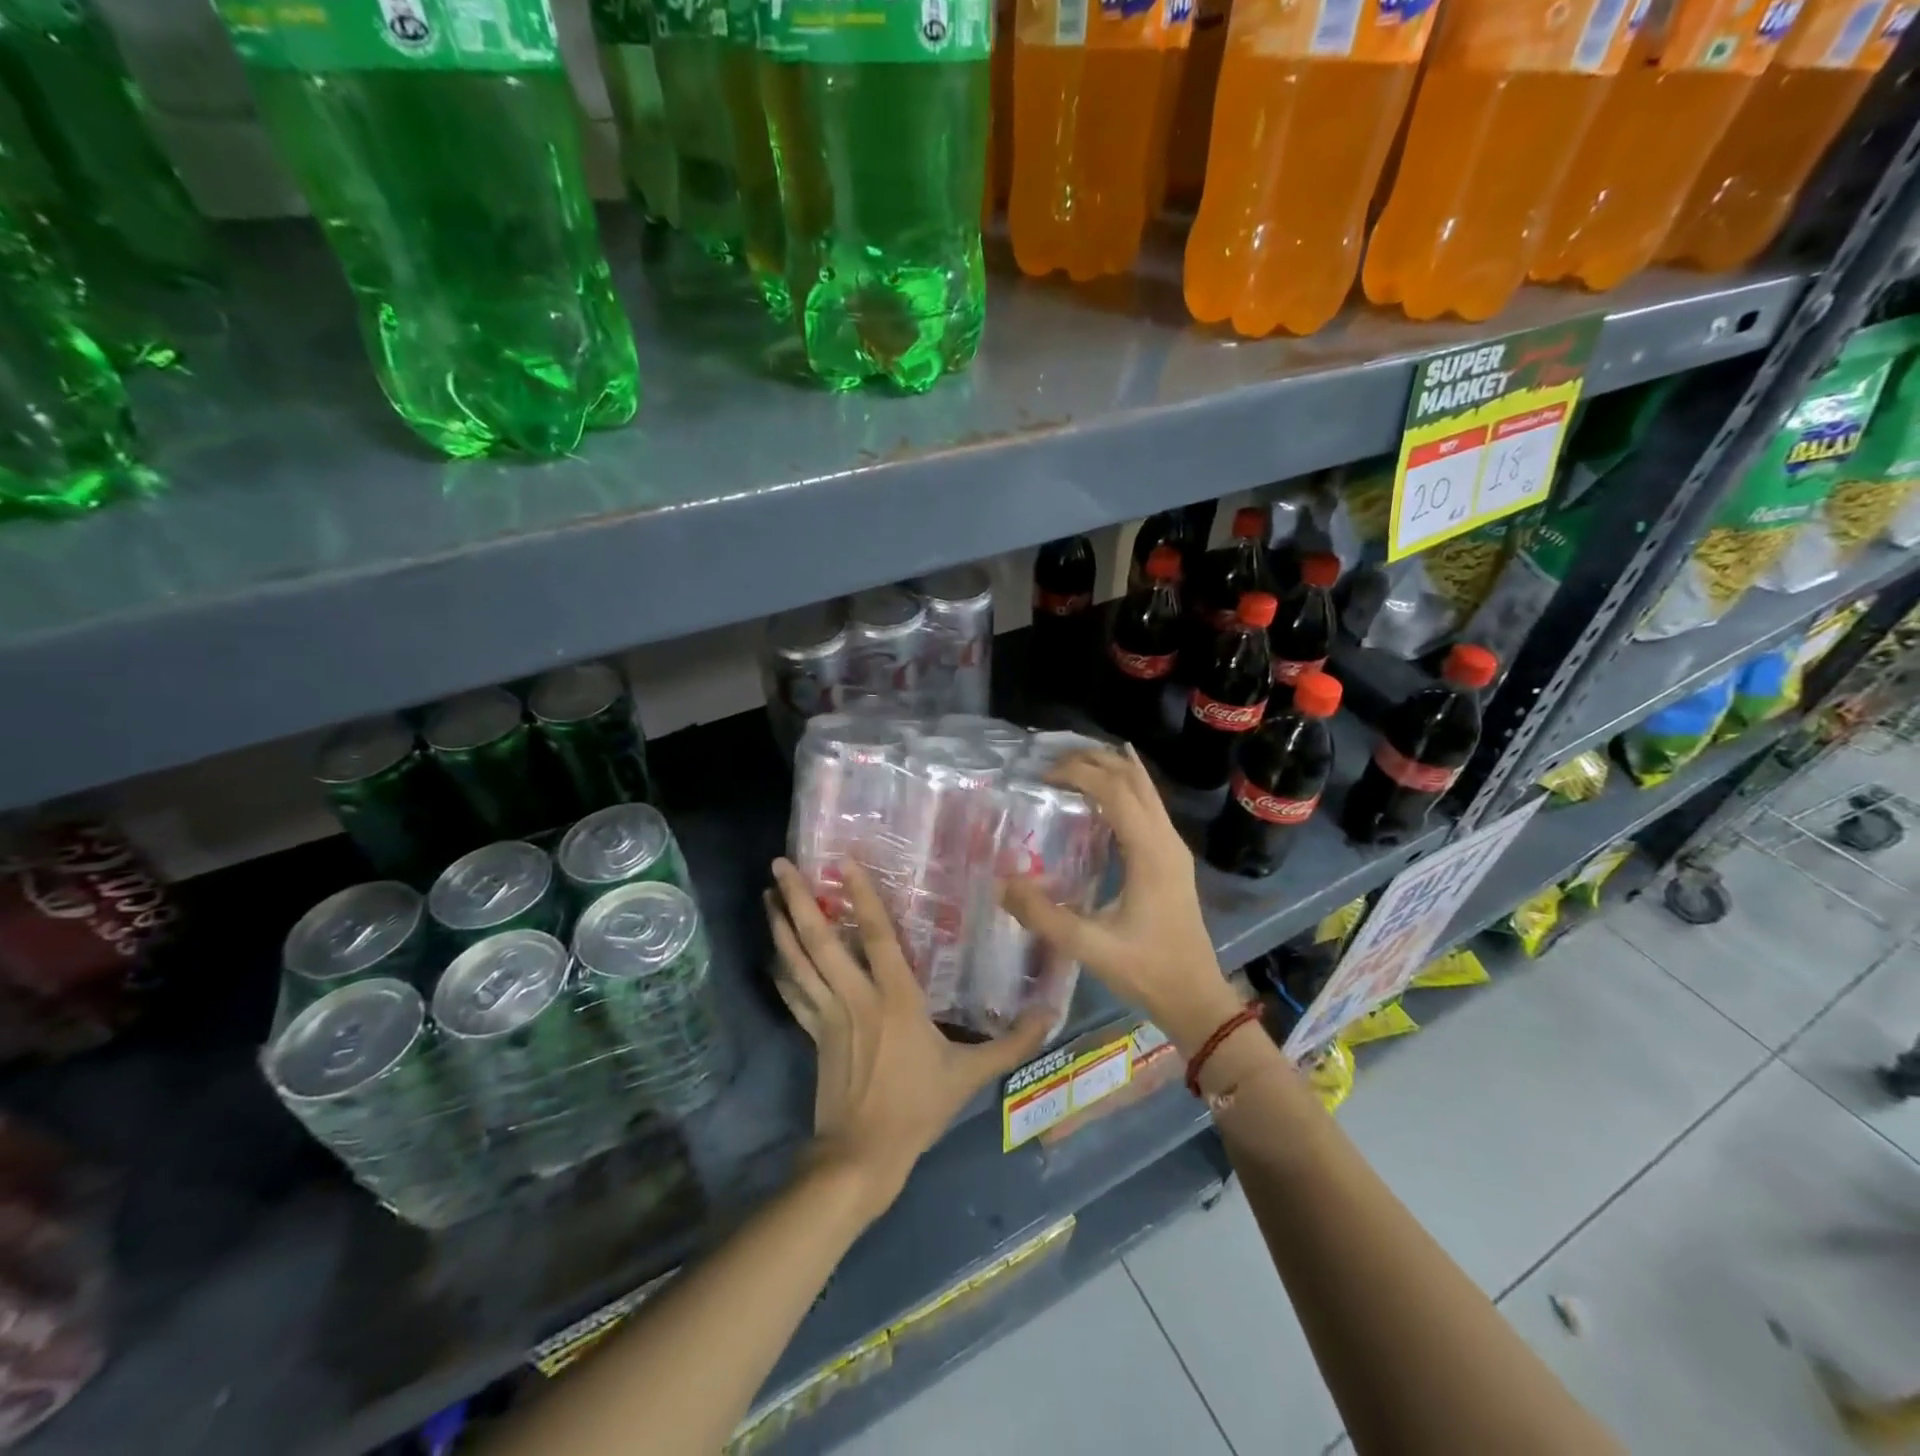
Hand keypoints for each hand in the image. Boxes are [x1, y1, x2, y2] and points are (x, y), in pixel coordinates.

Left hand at [766, 858, 1052, 1216]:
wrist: (863, 1155)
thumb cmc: (918, 1108)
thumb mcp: (970, 1075)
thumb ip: (1011, 1043)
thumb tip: (1050, 1014)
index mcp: (896, 998)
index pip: (876, 935)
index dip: (860, 896)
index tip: (842, 860)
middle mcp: (856, 997)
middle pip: (821, 940)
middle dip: (798, 900)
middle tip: (780, 863)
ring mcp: (829, 1015)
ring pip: (798, 962)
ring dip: (780, 926)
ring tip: (767, 893)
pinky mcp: (813, 1035)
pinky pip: (793, 995)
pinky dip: (781, 970)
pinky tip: (771, 952)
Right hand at [1001, 744, 1242, 1054]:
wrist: (1196, 998)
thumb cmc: (1147, 971)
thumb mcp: (1090, 947)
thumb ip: (1044, 916)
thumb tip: (1002, 884)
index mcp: (1150, 853)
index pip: (1117, 792)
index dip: (1080, 774)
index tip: (1044, 775)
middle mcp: (1166, 840)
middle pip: (1134, 780)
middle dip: (1095, 762)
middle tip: (1053, 762)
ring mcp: (1173, 848)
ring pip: (1145, 790)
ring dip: (1112, 771)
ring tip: (1074, 764)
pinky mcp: (1172, 859)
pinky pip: (1150, 807)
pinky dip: (1127, 788)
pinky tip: (1112, 785)